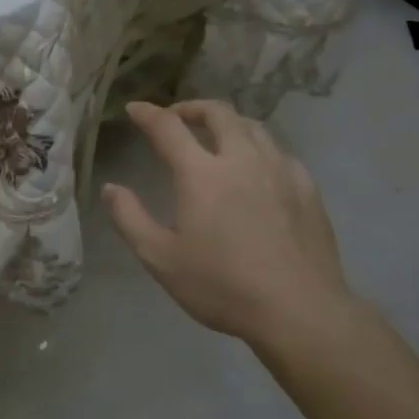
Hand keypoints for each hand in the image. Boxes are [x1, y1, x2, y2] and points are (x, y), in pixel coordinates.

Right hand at [102, 100, 356, 350]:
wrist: (300, 311)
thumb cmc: (222, 286)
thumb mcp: (160, 258)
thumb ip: (130, 218)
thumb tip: (111, 188)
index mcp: (201, 174)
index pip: (168, 127)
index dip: (148, 114)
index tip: (134, 109)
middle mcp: (242, 159)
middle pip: (218, 113)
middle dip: (192, 108)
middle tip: (177, 117)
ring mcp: (280, 170)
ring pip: (253, 127)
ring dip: (227, 123)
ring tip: (216, 136)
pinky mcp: (307, 188)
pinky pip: (278, 152)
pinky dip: (258, 148)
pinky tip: (256, 168)